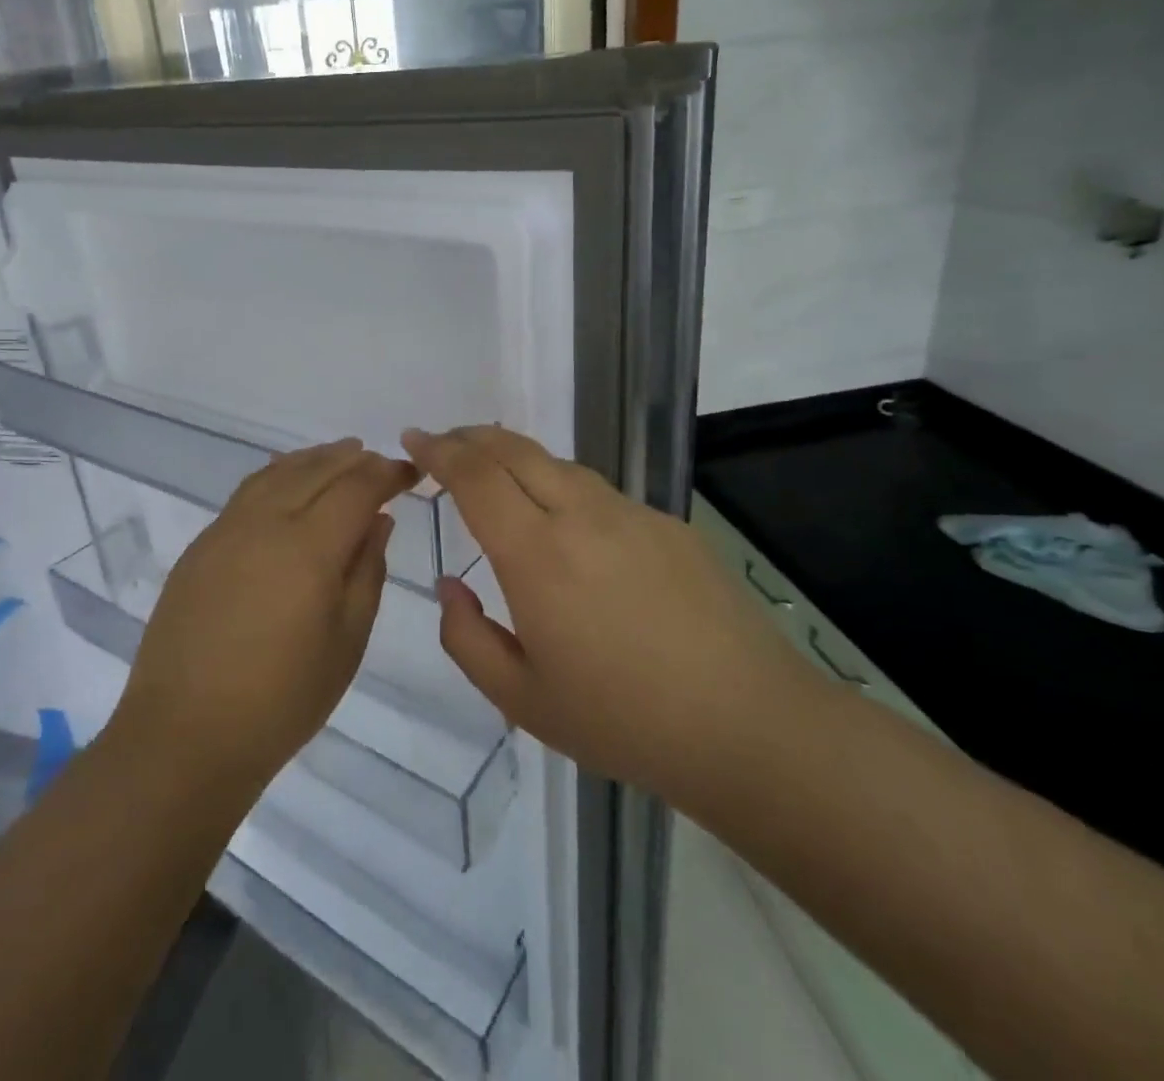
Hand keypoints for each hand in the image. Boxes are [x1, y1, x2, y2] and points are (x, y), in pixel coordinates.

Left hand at [109, 439, 417, 798]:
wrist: (186, 734)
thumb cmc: (282, 699)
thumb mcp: (347, 641)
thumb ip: (367, 571)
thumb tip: (377, 521)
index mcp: (308, 546)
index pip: (357, 487)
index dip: (387, 473)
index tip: (410, 474)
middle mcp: (265, 522)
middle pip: (317, 470)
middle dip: (354, 460)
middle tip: (380, 463)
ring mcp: (226, 530)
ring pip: (277, 472)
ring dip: (314, 459)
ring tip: (340, 456)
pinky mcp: (201, 546)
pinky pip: (248, 492)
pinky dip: (278, 475)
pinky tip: (287, 483)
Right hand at [403, 426, 820, 806]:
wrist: (749, 726)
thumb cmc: (624, 721)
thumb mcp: (521, 698)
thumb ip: (466, 637)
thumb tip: (451, 584)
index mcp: (537, 555)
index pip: (475, 477)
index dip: (439, 451)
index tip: (414, 440)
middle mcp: (582, 516)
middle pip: (515, 450)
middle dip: (471, 438)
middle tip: (443, 443)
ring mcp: (632, 515)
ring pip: (559, 465)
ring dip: (516, 458)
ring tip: (495, 473)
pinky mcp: (669, 526)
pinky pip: (600, 493)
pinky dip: (563, 488)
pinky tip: (568, 525)